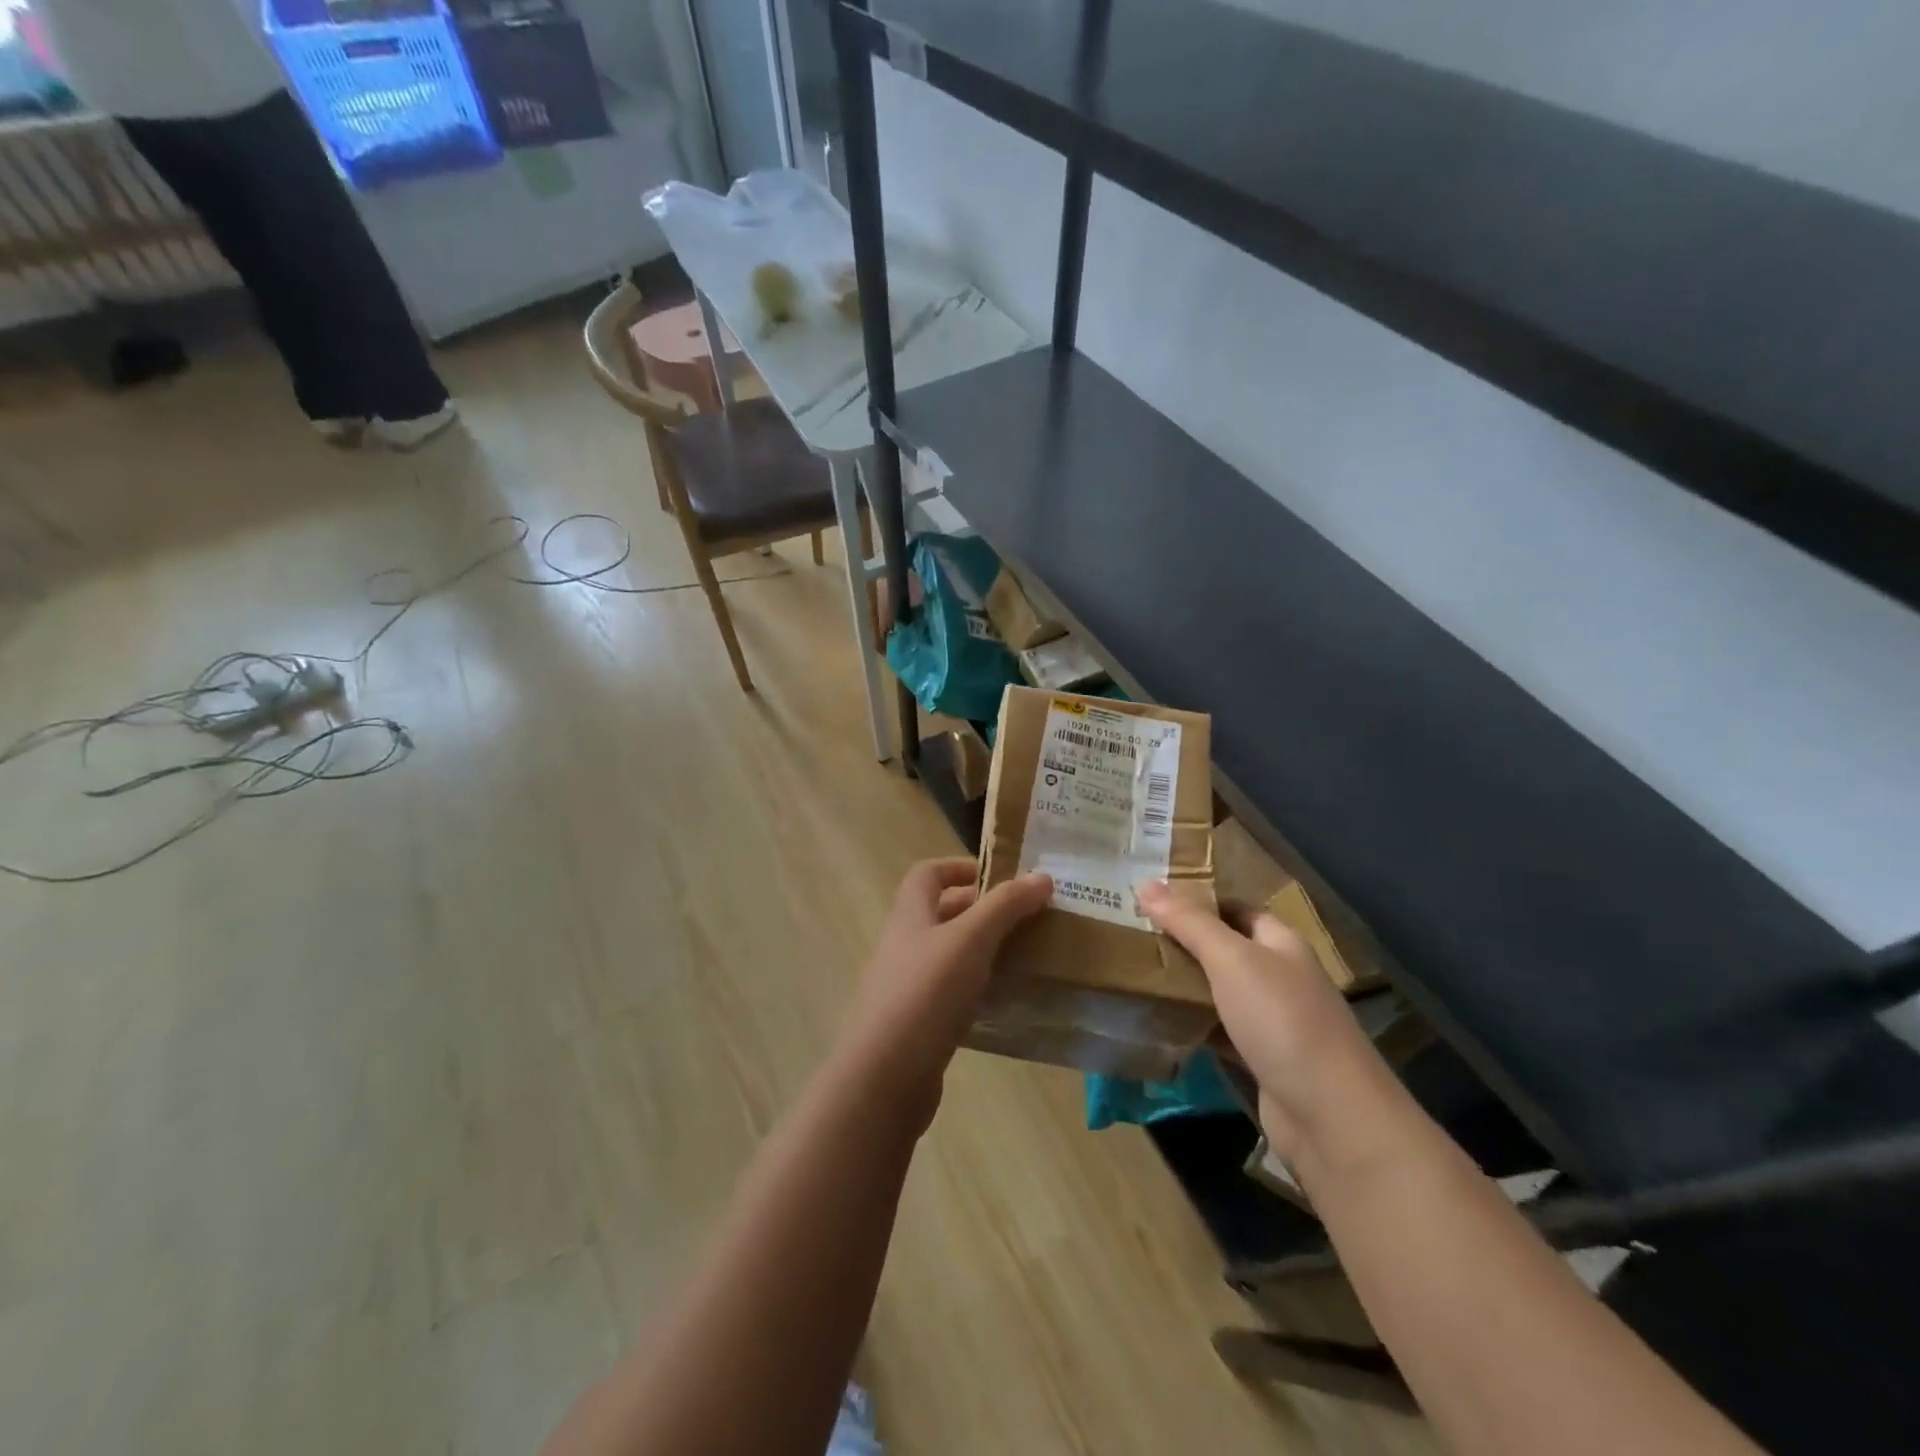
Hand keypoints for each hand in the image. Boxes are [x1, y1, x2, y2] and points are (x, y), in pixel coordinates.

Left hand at [834, 858, 1051, 1115]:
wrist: (884, 1078)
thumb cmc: (925, 993)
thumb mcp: (970, 939)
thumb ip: (1006, 906)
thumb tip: (1041, 876)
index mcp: (910, 915)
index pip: (927, 874)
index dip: (959, 866)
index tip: (1000, 876)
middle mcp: (903, 945)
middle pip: (941, 914)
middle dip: (982, 911)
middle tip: (1025, 918)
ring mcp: (907, 986)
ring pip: (949, 956)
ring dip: (983, 952)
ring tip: (1025, 957)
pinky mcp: (917, 1024)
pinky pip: (952, 994)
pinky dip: (978, 991)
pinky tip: (1006, 1001)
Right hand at [1137, 881, 1404, 1166]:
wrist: (1330, 1116)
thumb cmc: (1282, 1020)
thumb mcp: (1231, 960)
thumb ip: (1189, 922)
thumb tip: (1145, 882)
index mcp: (1281, 943)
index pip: (1236, 909)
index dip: (1198, 901)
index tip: (1151, 899)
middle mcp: (1280, 976)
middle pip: (1226, 949)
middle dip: (1184, 942)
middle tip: (1133, 933)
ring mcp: (1272, 1021)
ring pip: (1220, 992)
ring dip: (1185, 985)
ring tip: (1136, 971)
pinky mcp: (1261, 1060)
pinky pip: (1219, 1031)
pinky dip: (1193, 1025)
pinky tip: (1159, 1021)